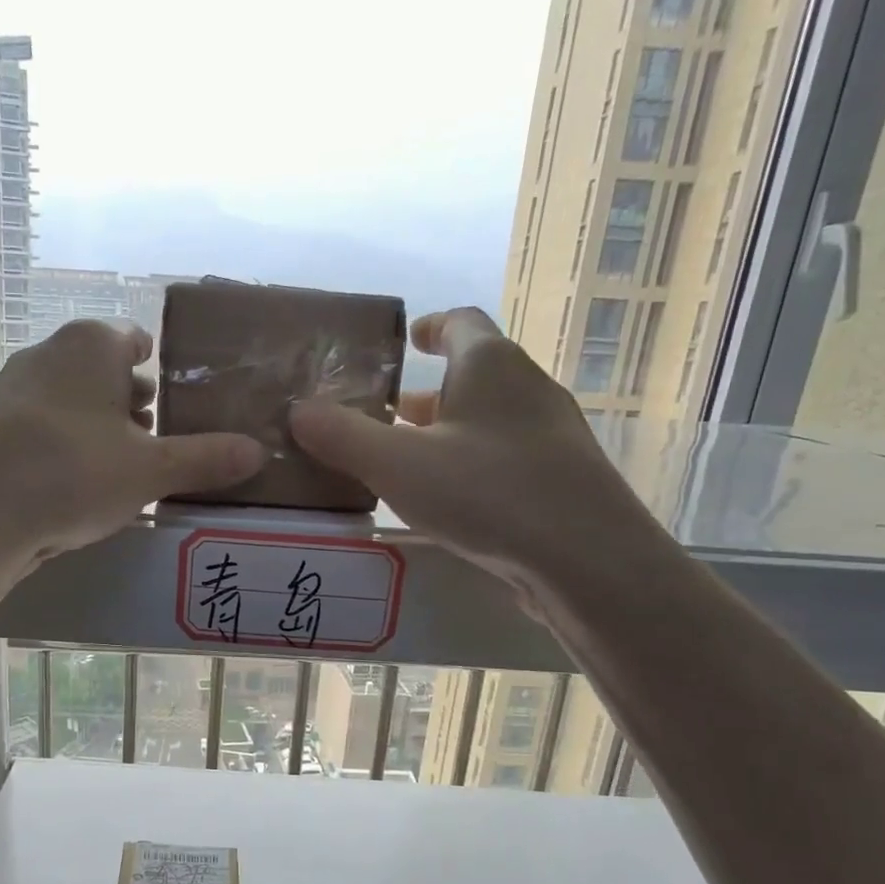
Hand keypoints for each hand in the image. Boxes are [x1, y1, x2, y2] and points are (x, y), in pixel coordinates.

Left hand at [0, 319, 266, 561]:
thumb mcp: (151, 470)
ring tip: (126, 465)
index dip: (158, 364)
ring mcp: (14, 390)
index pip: (134, 339)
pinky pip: (44, 428)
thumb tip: (258, 451)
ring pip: (72, 400)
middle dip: (132, 400)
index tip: (177, 395)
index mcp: (91, 346)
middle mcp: (48, 354)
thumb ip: (205, 458)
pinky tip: (80, 484)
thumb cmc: (75, 472)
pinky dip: (67, 445)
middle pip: (103, 370)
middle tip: (161, 437)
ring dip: (99, 426)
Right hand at [289, 307, 656, 586]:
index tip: (404, 343)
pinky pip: (505, 459)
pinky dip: (471, 467)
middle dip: (425, 396)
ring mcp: (552, 436)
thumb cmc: (487, 493)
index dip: (429, 328)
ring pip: (488, 422)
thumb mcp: (396, 464)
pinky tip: (450, 504)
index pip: (460, 323)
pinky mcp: (562, 481)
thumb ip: (342, 436)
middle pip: (472, 377)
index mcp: (491, 365)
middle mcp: (528, 389)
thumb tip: (298, 410)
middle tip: (381, 419)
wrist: (587, 560)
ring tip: (404, 466)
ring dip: (447, 435)